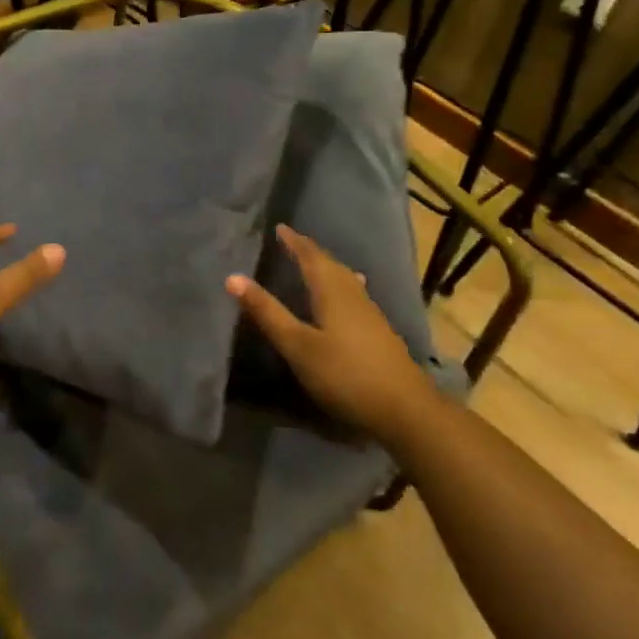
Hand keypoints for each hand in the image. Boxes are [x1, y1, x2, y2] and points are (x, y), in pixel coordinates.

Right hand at [226, 224, 428, 434]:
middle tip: (292, 242)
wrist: (406, 410)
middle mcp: (353, 294)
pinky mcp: (379, 331)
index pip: (311, 257)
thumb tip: (232, 277)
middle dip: (310, 251)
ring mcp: (370, 313)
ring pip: (345, 279)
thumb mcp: (298, 346)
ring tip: (316, 263)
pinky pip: (354, 293)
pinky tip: (347, 295)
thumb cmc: (345, 374)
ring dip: (327, 267)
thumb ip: (267, 312)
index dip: (294, 242)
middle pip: (331, 264)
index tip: (280, 228)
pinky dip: (341, 285)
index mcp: (332, 291)